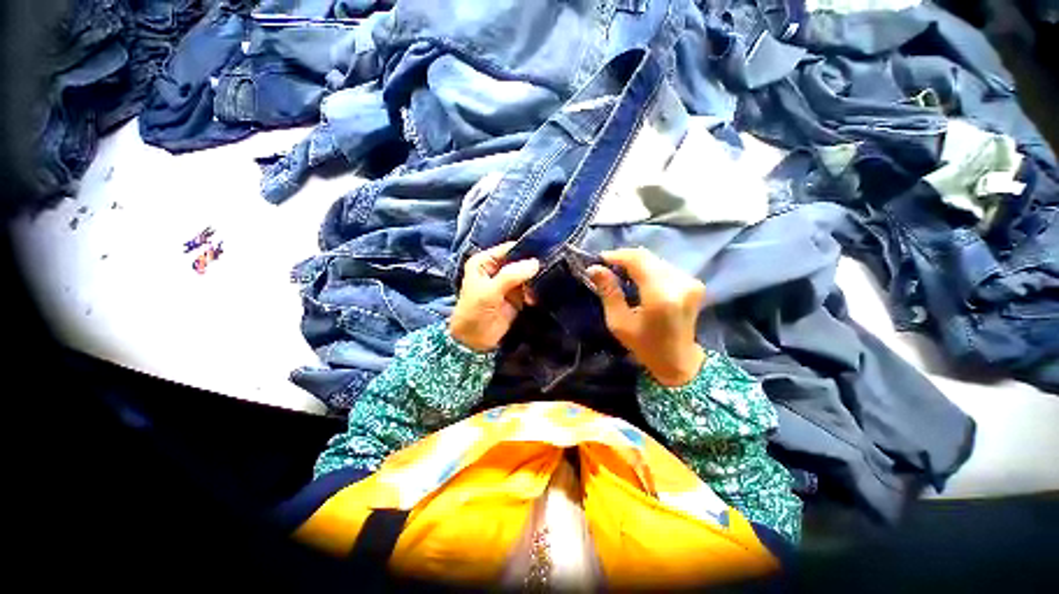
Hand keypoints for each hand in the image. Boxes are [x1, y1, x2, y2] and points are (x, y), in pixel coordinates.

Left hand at [449, 242, 540, 351]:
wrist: (473, 340)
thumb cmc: (474, 311)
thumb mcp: (490, 291)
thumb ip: (511, 276)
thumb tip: (535, 263)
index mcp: (485, 261)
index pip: (509, 249)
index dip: (526, 250)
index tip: (545, 253)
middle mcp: (497, 269)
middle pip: (521, 262)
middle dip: (533, 267)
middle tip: (549, 270)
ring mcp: (507, 283)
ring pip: (527, 276)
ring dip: (535, 281)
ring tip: (543, 287)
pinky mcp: (516, 297)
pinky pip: (529, 290)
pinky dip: (535, 293)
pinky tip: (535, 299)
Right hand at [588, 247, 707, 386]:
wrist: (678, 361)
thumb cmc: (644, 346)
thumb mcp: (619, 322)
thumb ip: (608, 292)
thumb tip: (594, 268)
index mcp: (660, 295)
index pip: (637, 260)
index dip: (617, 256)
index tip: (598, 260)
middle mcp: (679, 283)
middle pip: (647, 257)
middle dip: (624, 258)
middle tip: (606, 267)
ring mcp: (690, 281)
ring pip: (655, 260)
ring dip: (635, 263)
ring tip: (619, 273)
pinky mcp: (693, 283)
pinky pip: (664, 266)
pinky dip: (647, 268)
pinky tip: (637, 279)